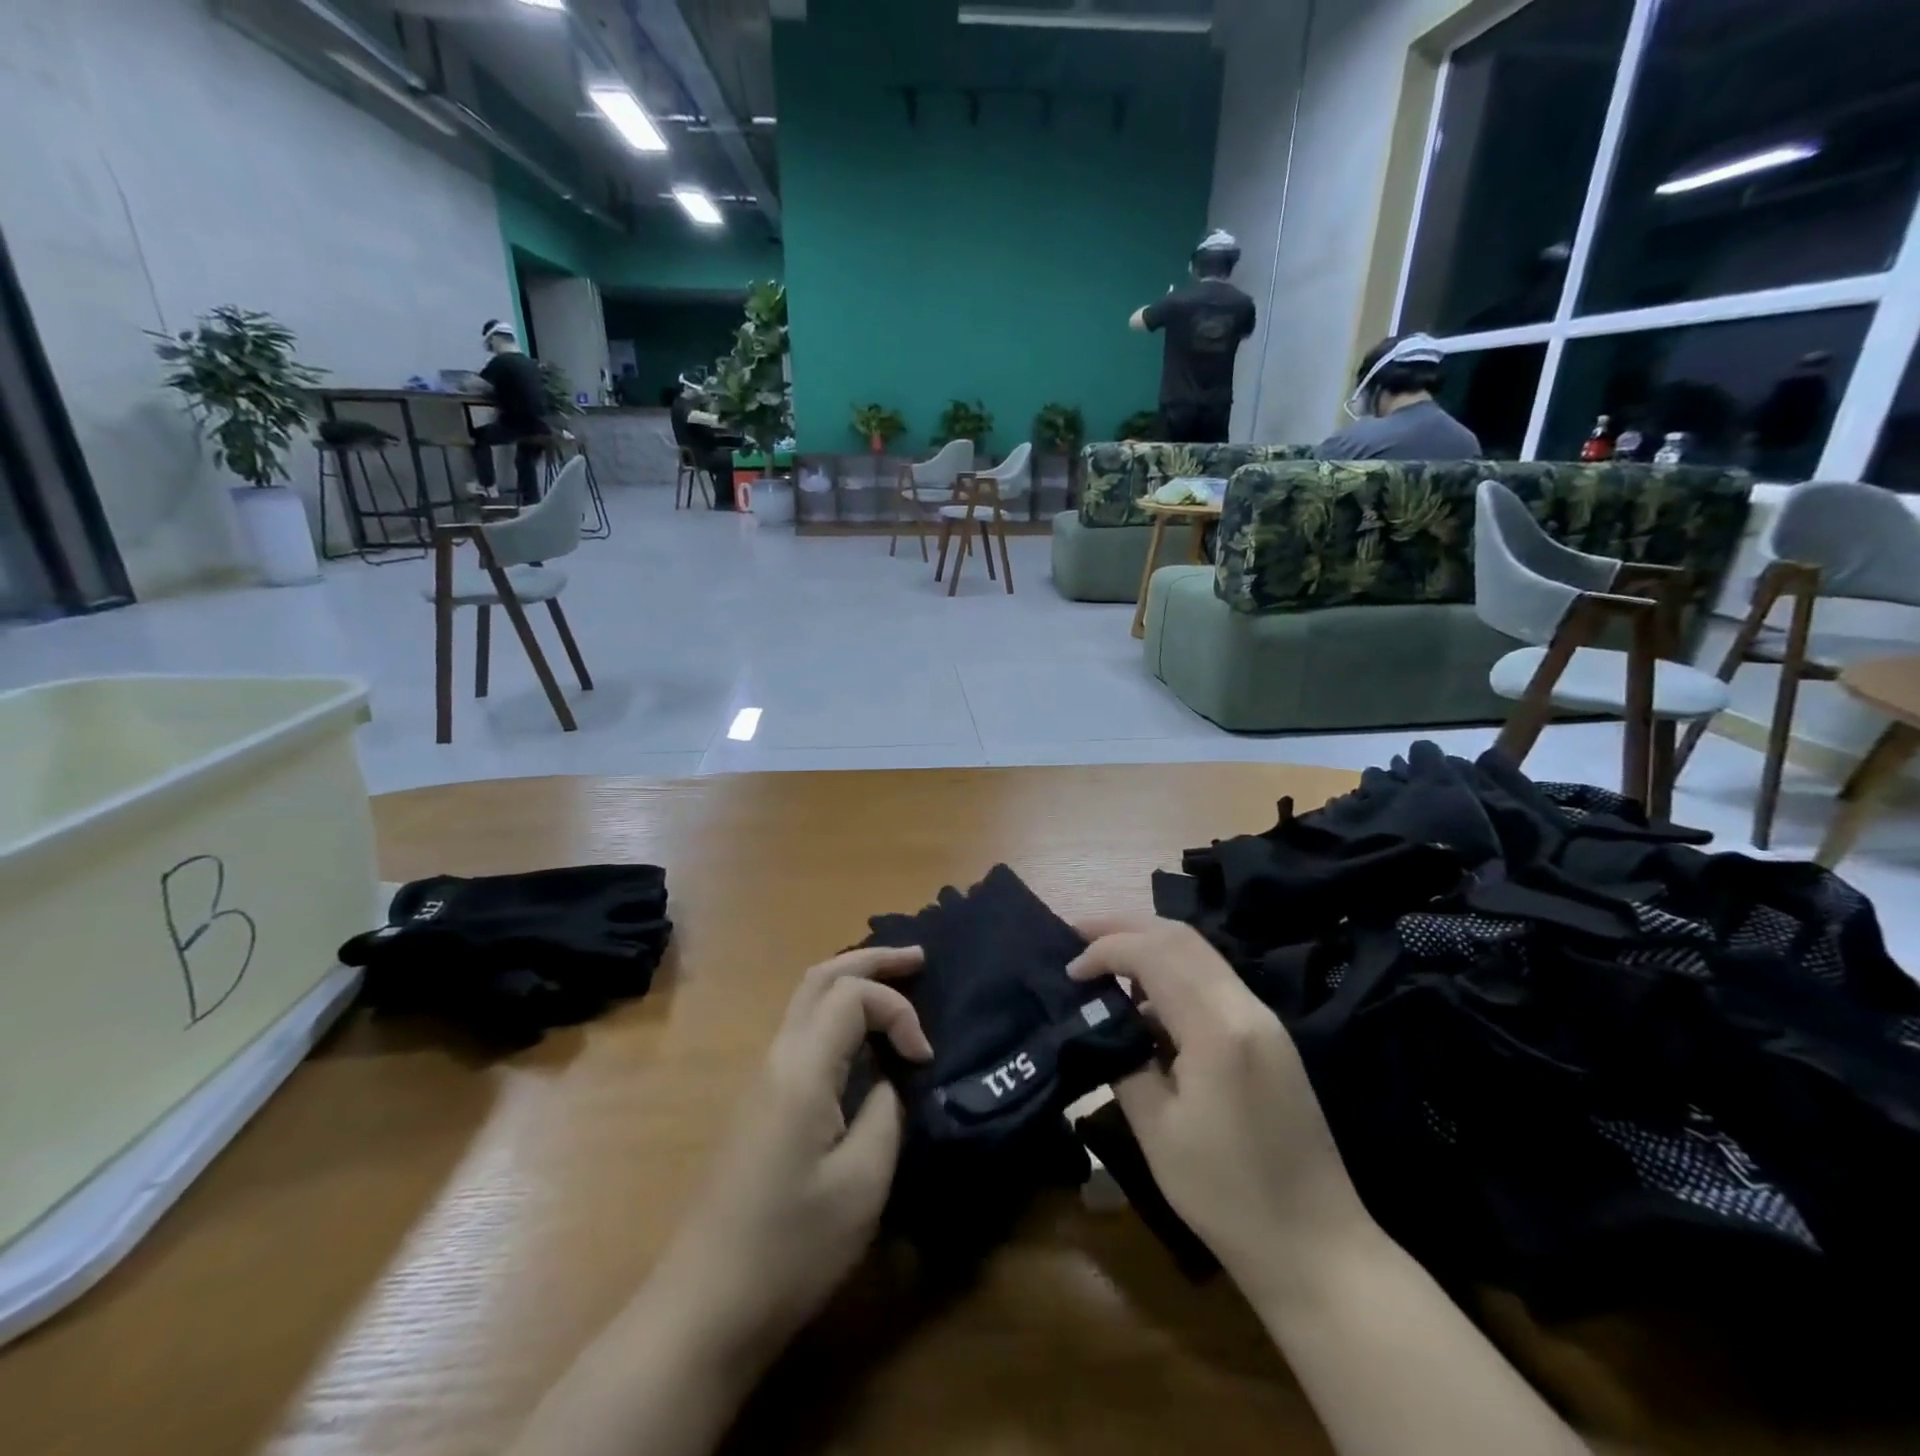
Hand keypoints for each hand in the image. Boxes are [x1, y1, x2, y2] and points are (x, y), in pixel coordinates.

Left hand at [656, 945, 930, 1365]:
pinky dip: (838, 1012)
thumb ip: (887, 1111)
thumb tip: (889, 1080)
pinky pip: (802, 1030)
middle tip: (919, 959)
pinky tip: (862, 1035)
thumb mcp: (862, 1183)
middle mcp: (777, 1057)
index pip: (853, 995)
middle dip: (872, 960)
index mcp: (801, 1068)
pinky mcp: (759, 1103)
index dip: (899, 1011)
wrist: (705, 1306)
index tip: (924, 1060)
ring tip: (897, 985)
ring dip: (853, 981)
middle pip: (821, 977)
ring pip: (806, 1000)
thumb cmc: (790, 1248)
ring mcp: (762, 1078)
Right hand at [1068, 917, 1369, 1292]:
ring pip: (1200, 952)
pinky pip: (1214, 980)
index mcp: (1217, 1028)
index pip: (1153, 954)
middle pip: (1180, 936)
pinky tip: (1146, 999)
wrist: (1317, 1247)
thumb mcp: (1157, 1130)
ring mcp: (1264, 1018)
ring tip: (1105, 961)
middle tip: (1078, 933)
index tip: (1069, 972)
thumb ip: (1125, 1060)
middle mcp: (1246, 1007)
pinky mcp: (1269, 1035)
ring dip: (1150, 944)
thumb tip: (1105, 1023)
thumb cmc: (1227, 1196)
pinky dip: (1174, 971)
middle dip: (1125, 926)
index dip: (1105, 951)